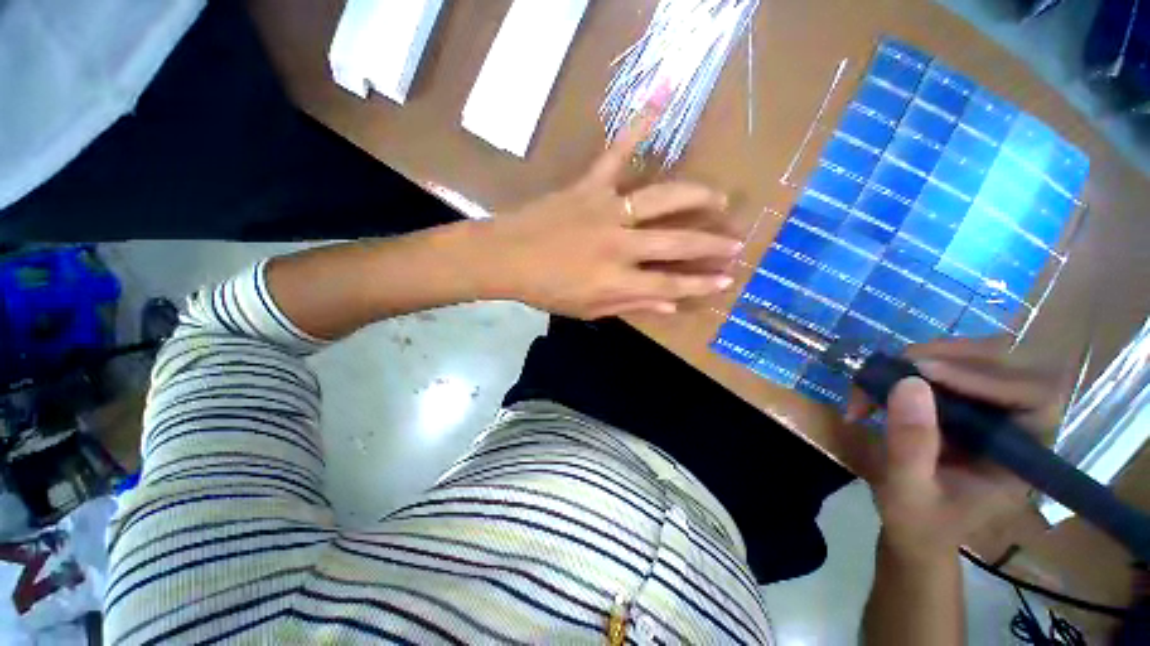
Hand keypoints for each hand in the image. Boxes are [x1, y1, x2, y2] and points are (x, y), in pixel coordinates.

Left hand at [473, 113, 741, 319]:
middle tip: (736, 242)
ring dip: (696, 197)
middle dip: (710, 244)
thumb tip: (671, 305)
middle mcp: (619, 245)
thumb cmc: (544, 290)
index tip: (726, 280)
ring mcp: (606, 210)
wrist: (504, 257)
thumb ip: (630, 306)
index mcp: (616, 279)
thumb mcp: (587, 309)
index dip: (701, 283)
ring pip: (661, 198)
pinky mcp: (590, 186)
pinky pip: (618, 151)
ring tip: (719, 198)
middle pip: (676, 243)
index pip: (670, 284)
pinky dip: (640, 122)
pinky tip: (665, 92)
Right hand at [850, 338, 1069, 557]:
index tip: (926, 372)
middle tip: (900, 362)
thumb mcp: (908, 490)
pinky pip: (945, 369)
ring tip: (881, 373)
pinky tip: (877, 384)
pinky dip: (907, 370)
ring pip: (975, 360)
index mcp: (1022, 457)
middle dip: (953, 357)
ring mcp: (988, 413)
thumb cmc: (918, 522)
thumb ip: (912, 443)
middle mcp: (1014, 426)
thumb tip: (909, 382)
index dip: (988, 378)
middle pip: (1007, 366)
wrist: (912, 530)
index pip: (1035, 398)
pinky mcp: (961, 407)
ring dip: (926, 358)